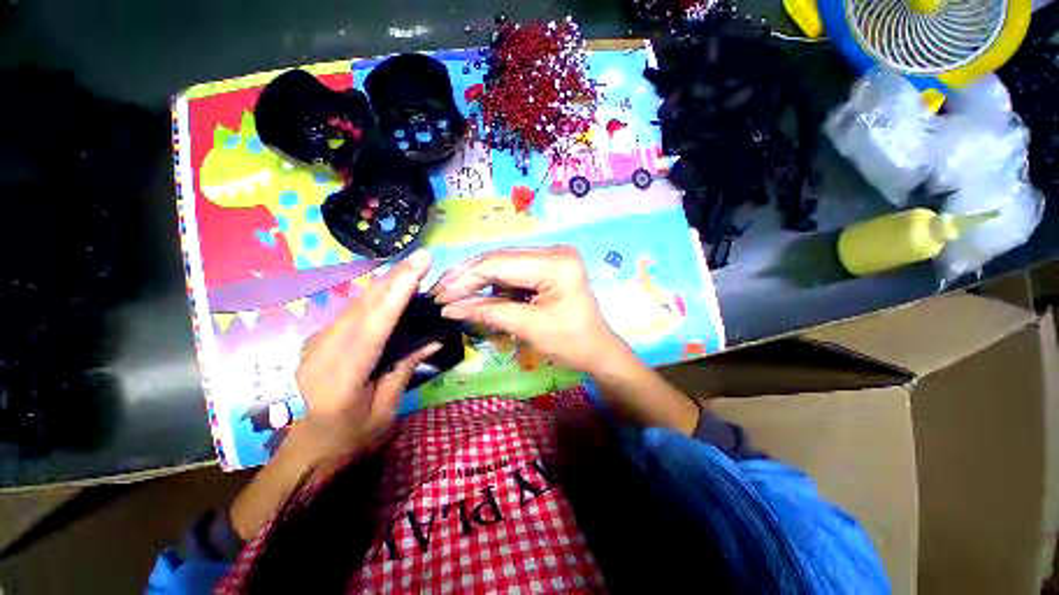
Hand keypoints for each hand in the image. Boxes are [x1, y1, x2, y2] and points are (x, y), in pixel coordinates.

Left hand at [294, 248, 437, 461]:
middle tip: (422, 258)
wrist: (307, 449)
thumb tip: (433, 338)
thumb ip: (405, 369)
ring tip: (412, 266)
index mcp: (340, 380)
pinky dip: (375, 296)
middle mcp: (321, 354)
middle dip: (394, 278)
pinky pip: (351, 311)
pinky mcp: (318, 338)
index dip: (396, 294)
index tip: (418, 268)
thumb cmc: (351, 437)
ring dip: (386, 283)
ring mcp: (315, 343)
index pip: (372, 328)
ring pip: (355, 304)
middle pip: (362, 307)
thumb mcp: (385, 410)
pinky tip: (392, 286)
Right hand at [430, 246, 627, 374]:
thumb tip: (449, 308)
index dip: (466, 279)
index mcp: (555, 263)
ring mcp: (551, 257)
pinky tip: (476, 294)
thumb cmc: (571, 343)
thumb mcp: (529, 327)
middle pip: (500, 259)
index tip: (439, 295)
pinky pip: (513, 271)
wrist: (597, 351)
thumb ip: (489, 312)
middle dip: (468, 277)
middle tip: (441, 294)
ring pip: (503, 264)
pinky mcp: (547, 266)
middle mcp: (553, 251)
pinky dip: (493, 284)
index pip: (499, 263)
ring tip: (453, 295)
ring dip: (478, 280)